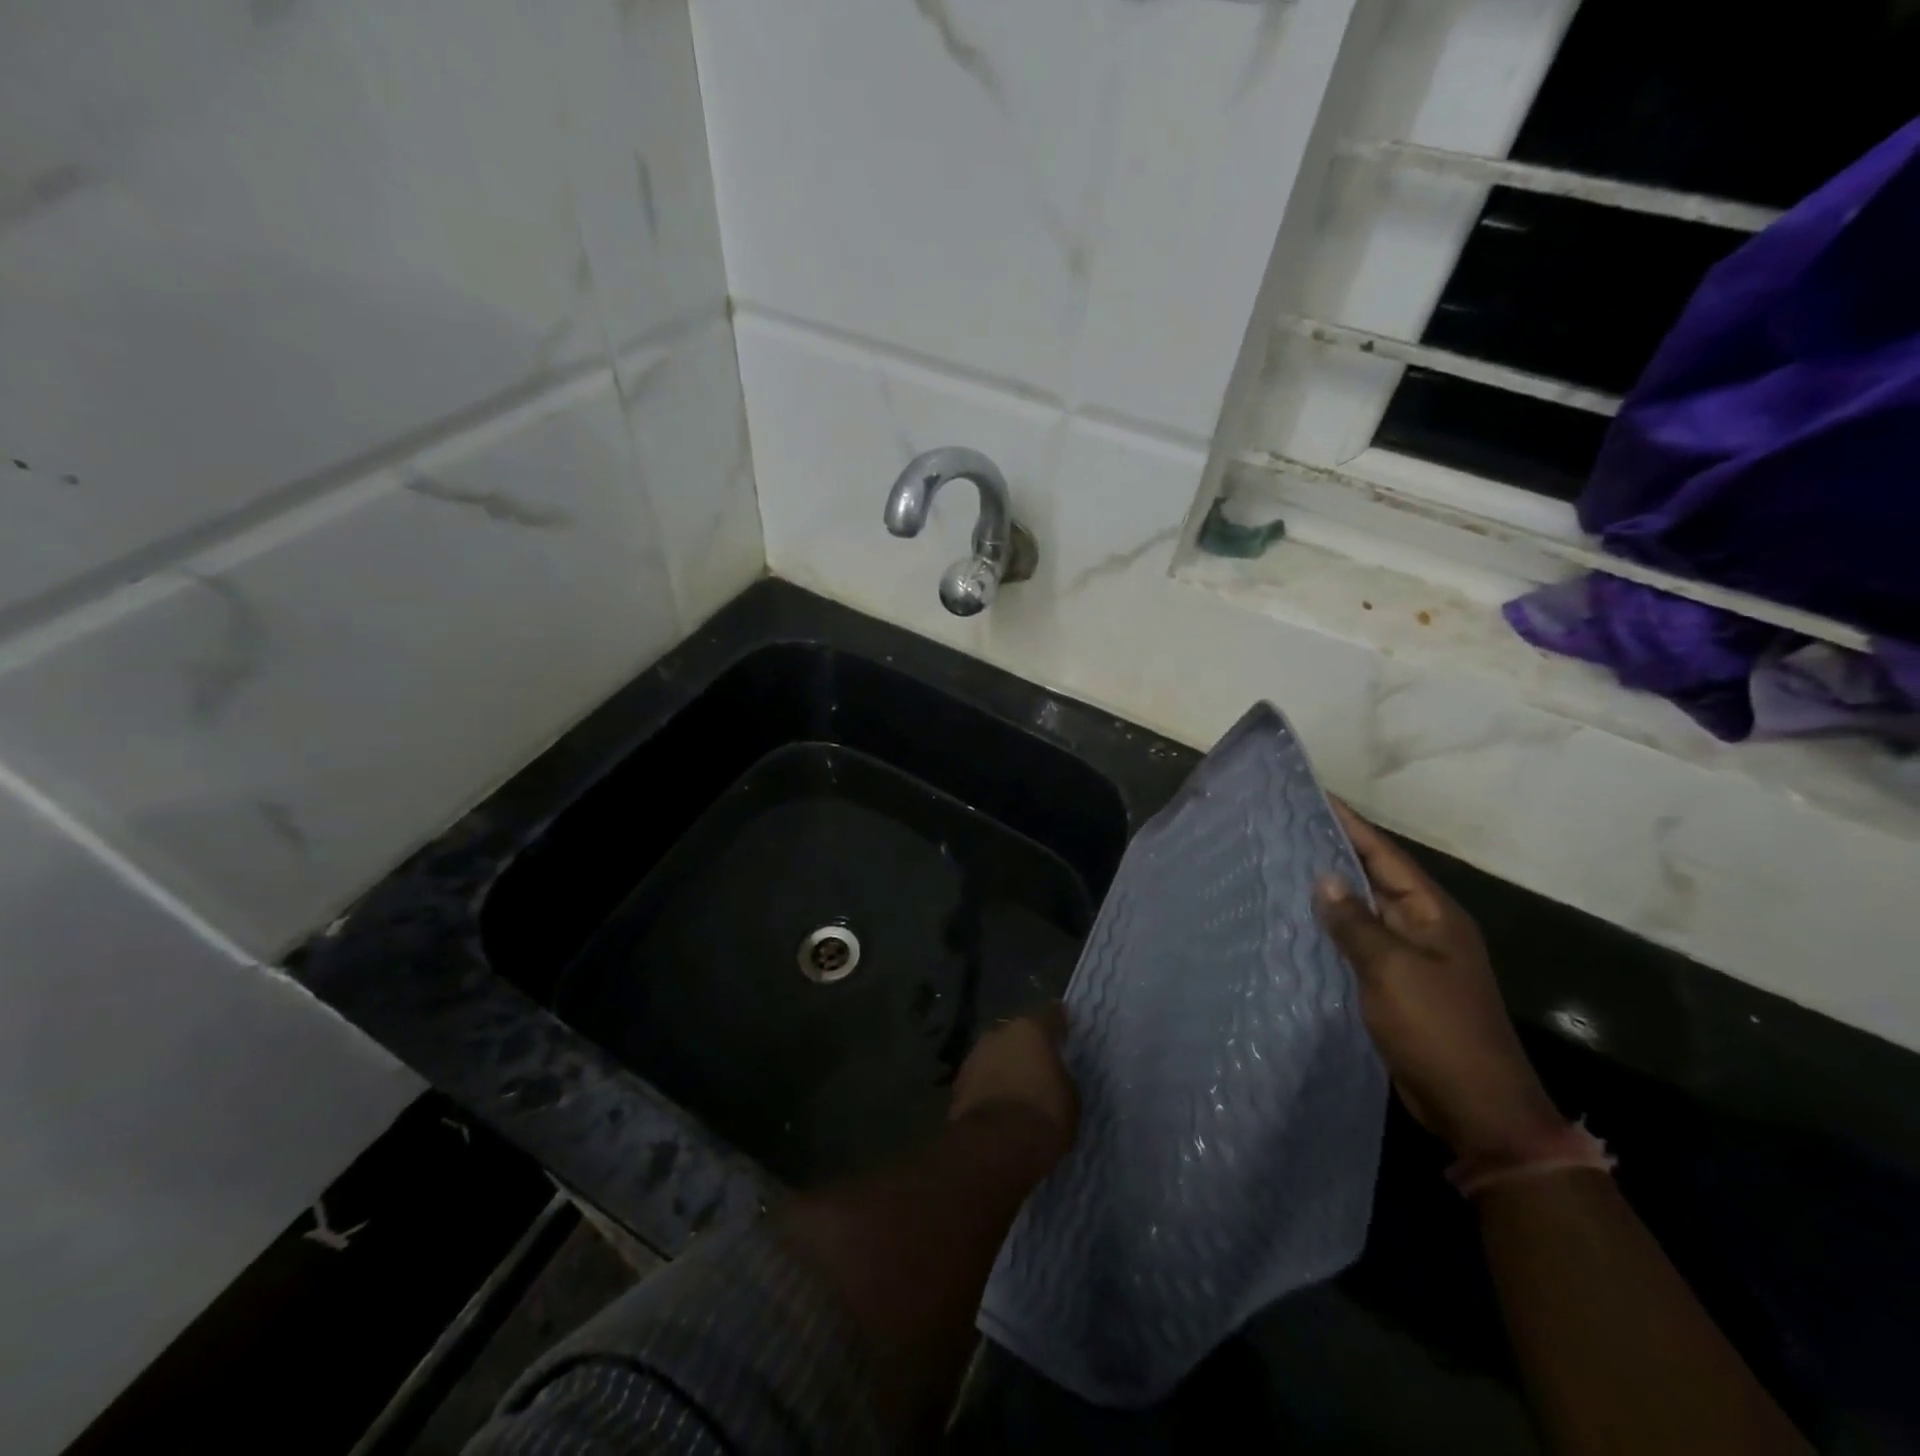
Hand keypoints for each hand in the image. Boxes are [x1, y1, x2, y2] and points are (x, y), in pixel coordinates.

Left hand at [949, 1003, 1078, 1174]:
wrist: (996, 1145)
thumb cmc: (1044, 1116)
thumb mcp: (1070, 1097)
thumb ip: (1060, 1076)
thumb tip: (1053, 1076)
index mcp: (1032, 1029)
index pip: (1051, 1015)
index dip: (1059, 1024)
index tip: (1063, 1032)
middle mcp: (1001, 1032)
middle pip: (1018, 1033)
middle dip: (1026, 1046)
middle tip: (1038, 1066)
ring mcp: (975, 1054)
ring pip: (996, 1053)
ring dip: (1004, 1064)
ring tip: (1016, 1088)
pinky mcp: (958, 1080)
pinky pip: (981, 1076)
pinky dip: (988, 1085)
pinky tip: (997, 1104)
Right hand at [1314, 802, 1563, 1156]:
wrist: (1476, 1108)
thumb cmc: (1437, 1030)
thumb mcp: (1392, 970)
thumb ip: (1355, 923)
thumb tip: (1324, 879)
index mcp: (1434, 915)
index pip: (1387, 855)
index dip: (1352, 825)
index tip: (1316, 797)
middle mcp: (1424, 929)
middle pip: (1375, 878)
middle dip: (1335, 853)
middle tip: (1287, 828)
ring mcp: (1411, 959)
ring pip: (1364, 912)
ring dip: (1330, 893)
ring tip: (1283, 867)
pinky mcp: (1395, 986)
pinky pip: (1358, 945)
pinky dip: (1332, 931)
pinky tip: (1298, 925)